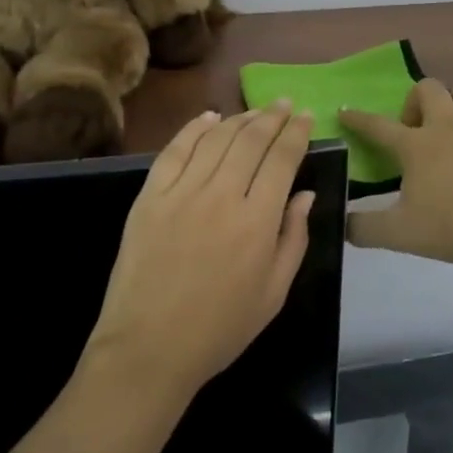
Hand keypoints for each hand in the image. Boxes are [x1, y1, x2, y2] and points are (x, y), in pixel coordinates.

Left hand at [84, 103, 314, 400]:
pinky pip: (175, 150)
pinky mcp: (150, 195)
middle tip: (282, 104)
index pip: (282, 160)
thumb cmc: (219, 328)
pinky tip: (209, 118)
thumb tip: (305, 194)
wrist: (148, 349)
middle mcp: (221, 196)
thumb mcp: (273, 293)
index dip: (295, 133)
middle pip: (251, 140)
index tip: (304, 117)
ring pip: (216, 139)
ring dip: (239, 119)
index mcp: (257, 221)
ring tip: (254, 111)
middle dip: (271, 117)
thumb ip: (293, 238)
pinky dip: (194, 128)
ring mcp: (182, 192)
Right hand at [341, 80, 452, 263]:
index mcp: (417, 145)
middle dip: (416, 100)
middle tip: (416, 129)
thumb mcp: (401, 235)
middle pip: (428, 88)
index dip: (358, 118)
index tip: (345, 110)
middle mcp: (449, 125)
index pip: (378, 126)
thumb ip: (365, 229)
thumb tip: (340, 224)